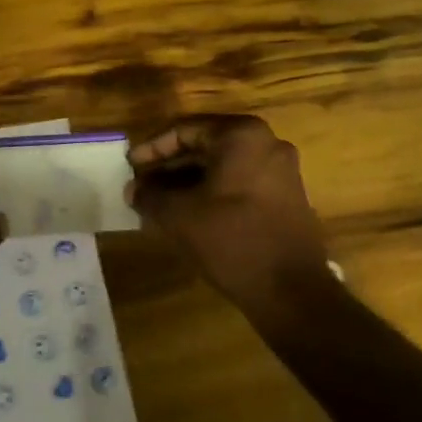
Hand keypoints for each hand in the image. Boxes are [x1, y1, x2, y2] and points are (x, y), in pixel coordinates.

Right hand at [126, 115, 329, 305]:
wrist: (292, 291)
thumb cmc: (232, 239)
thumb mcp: (180, 216)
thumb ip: (150, 196)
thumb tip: (133, 189)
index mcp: (241, 135)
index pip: (185, 130)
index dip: (152, 148)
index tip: (129, 165)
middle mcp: (266, 143)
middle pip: (206, 146)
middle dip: (170, 166)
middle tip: (141, 183)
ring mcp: (281, 170)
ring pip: (223, 166)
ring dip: (189, 181)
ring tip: (159, 201)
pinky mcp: (287, 196)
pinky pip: (240, 183)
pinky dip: (212, 192)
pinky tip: (188, 213)